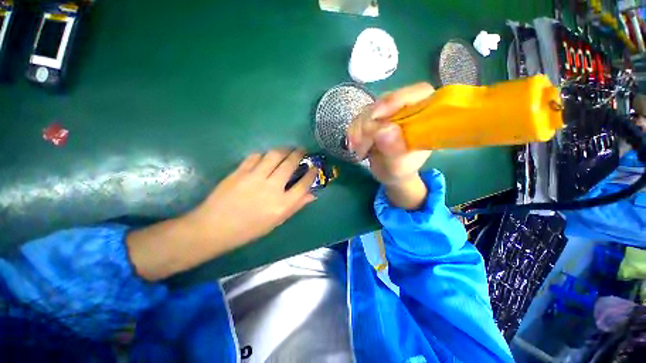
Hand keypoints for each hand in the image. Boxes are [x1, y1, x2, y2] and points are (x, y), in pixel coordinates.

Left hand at [127, 149, 317, 280]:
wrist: (214, 227)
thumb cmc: (249, 229)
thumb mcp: (276, 221)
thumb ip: (295, 206)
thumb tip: (312, 195)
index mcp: (282, 205)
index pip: (304, 185)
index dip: (312, 174)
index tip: (314, 167)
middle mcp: (271, 188)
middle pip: (290, 164)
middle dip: (299, 154)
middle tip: (302, 151)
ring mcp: (254, 177)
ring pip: (274, 155)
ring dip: (284, 150)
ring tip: (288, 150)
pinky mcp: (240, 171)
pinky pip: (256, 156)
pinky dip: (264, 154)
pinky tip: (266, 157)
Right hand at [347, 83, 434, 208]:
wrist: (388, 172)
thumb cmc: (400, 169)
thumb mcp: (399, 165)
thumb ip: (393, 150)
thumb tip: (382, 130)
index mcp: (425, 115)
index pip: (418, 92)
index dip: (396, 100)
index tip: (375, 117)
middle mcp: (407, 108)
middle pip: (386, 102)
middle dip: (369, 123)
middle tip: (361, 145)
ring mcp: (389, 112)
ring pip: (368, 110)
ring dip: (358, 131)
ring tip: (359, 151)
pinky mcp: (373, 117)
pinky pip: (358, 118)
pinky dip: (353, 132)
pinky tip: (354, 146)